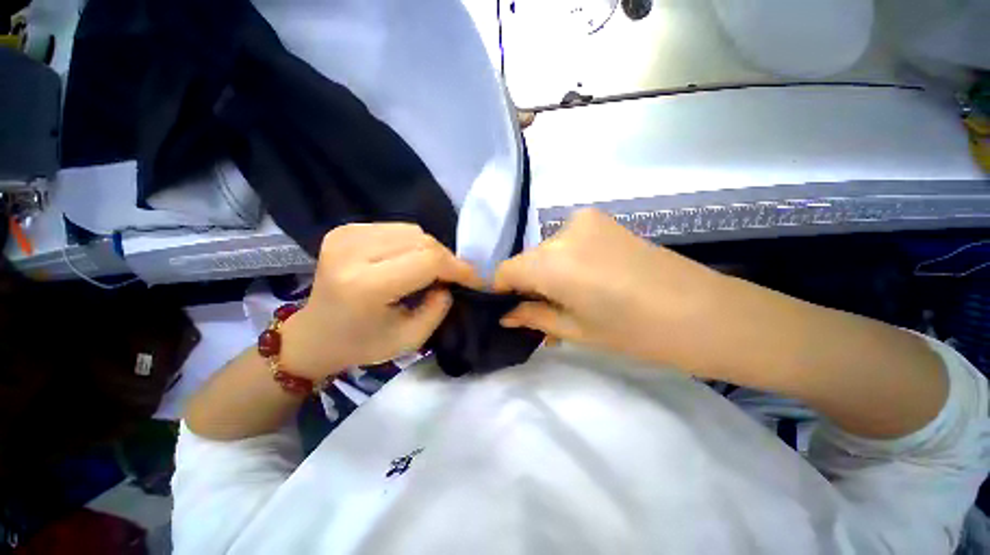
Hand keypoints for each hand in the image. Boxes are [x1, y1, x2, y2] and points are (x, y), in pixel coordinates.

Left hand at [280, 223, 481, 379]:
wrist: (314, 335)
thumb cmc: (362, 345)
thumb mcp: (411, 339)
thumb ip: (439, 308)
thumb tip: (450, 281)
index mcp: (365, 285)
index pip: (428, 260)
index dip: (459, 268)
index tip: (475, 280)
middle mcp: (352, 252)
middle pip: (422, 240)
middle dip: (447, 259)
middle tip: (455, 278)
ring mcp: (345, 235)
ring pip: (412, 230)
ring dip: (430, 250)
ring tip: (432, 270)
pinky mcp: (344, 230)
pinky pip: (396, 228)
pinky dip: (412, 243)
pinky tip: (408, 261)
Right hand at [494, 209, 726, 368]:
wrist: (703, 312)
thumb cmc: (634, 331)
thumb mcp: (575, 329)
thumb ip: (533, 316)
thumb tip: (506, 314)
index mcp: (550, 262)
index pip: (505, 270)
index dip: (502, 291)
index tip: (511, 309)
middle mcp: (561, 233)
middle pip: (527, 260)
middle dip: (529, 284)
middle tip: (544, 312)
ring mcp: (584, 221)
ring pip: (547, 251)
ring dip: (549, 274)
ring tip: (570, 299)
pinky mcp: (603, 220)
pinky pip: (568, 242)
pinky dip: (567, 261)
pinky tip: (588, 280)